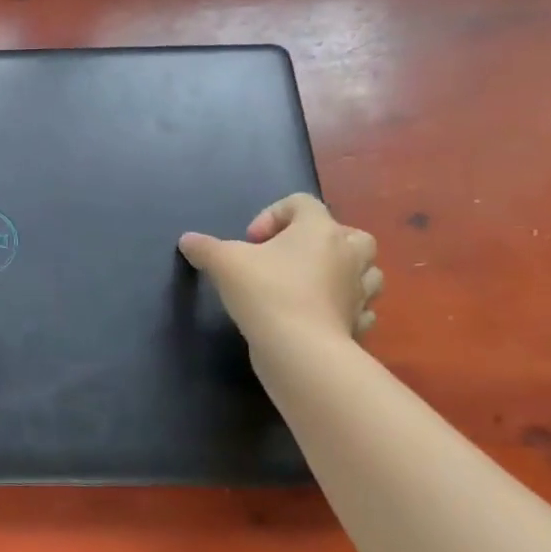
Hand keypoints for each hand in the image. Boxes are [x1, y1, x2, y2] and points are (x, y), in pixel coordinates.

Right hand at [179, 194, 381, 344]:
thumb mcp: (223, 263)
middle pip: (345, 232)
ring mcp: (360, 290)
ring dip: (340, 271)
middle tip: (286, 258)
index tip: (250, 242)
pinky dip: (344, 307)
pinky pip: (359, 306)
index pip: (302, 203)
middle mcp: (348, 254)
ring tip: (309, 284)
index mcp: (319, 230)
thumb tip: (187, 240)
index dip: (272, 215)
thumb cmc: (265, 292)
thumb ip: (204, 248)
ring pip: (363, 269)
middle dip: (317, 241)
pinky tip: (319, 314)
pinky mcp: (359, 322)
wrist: (300, 349)